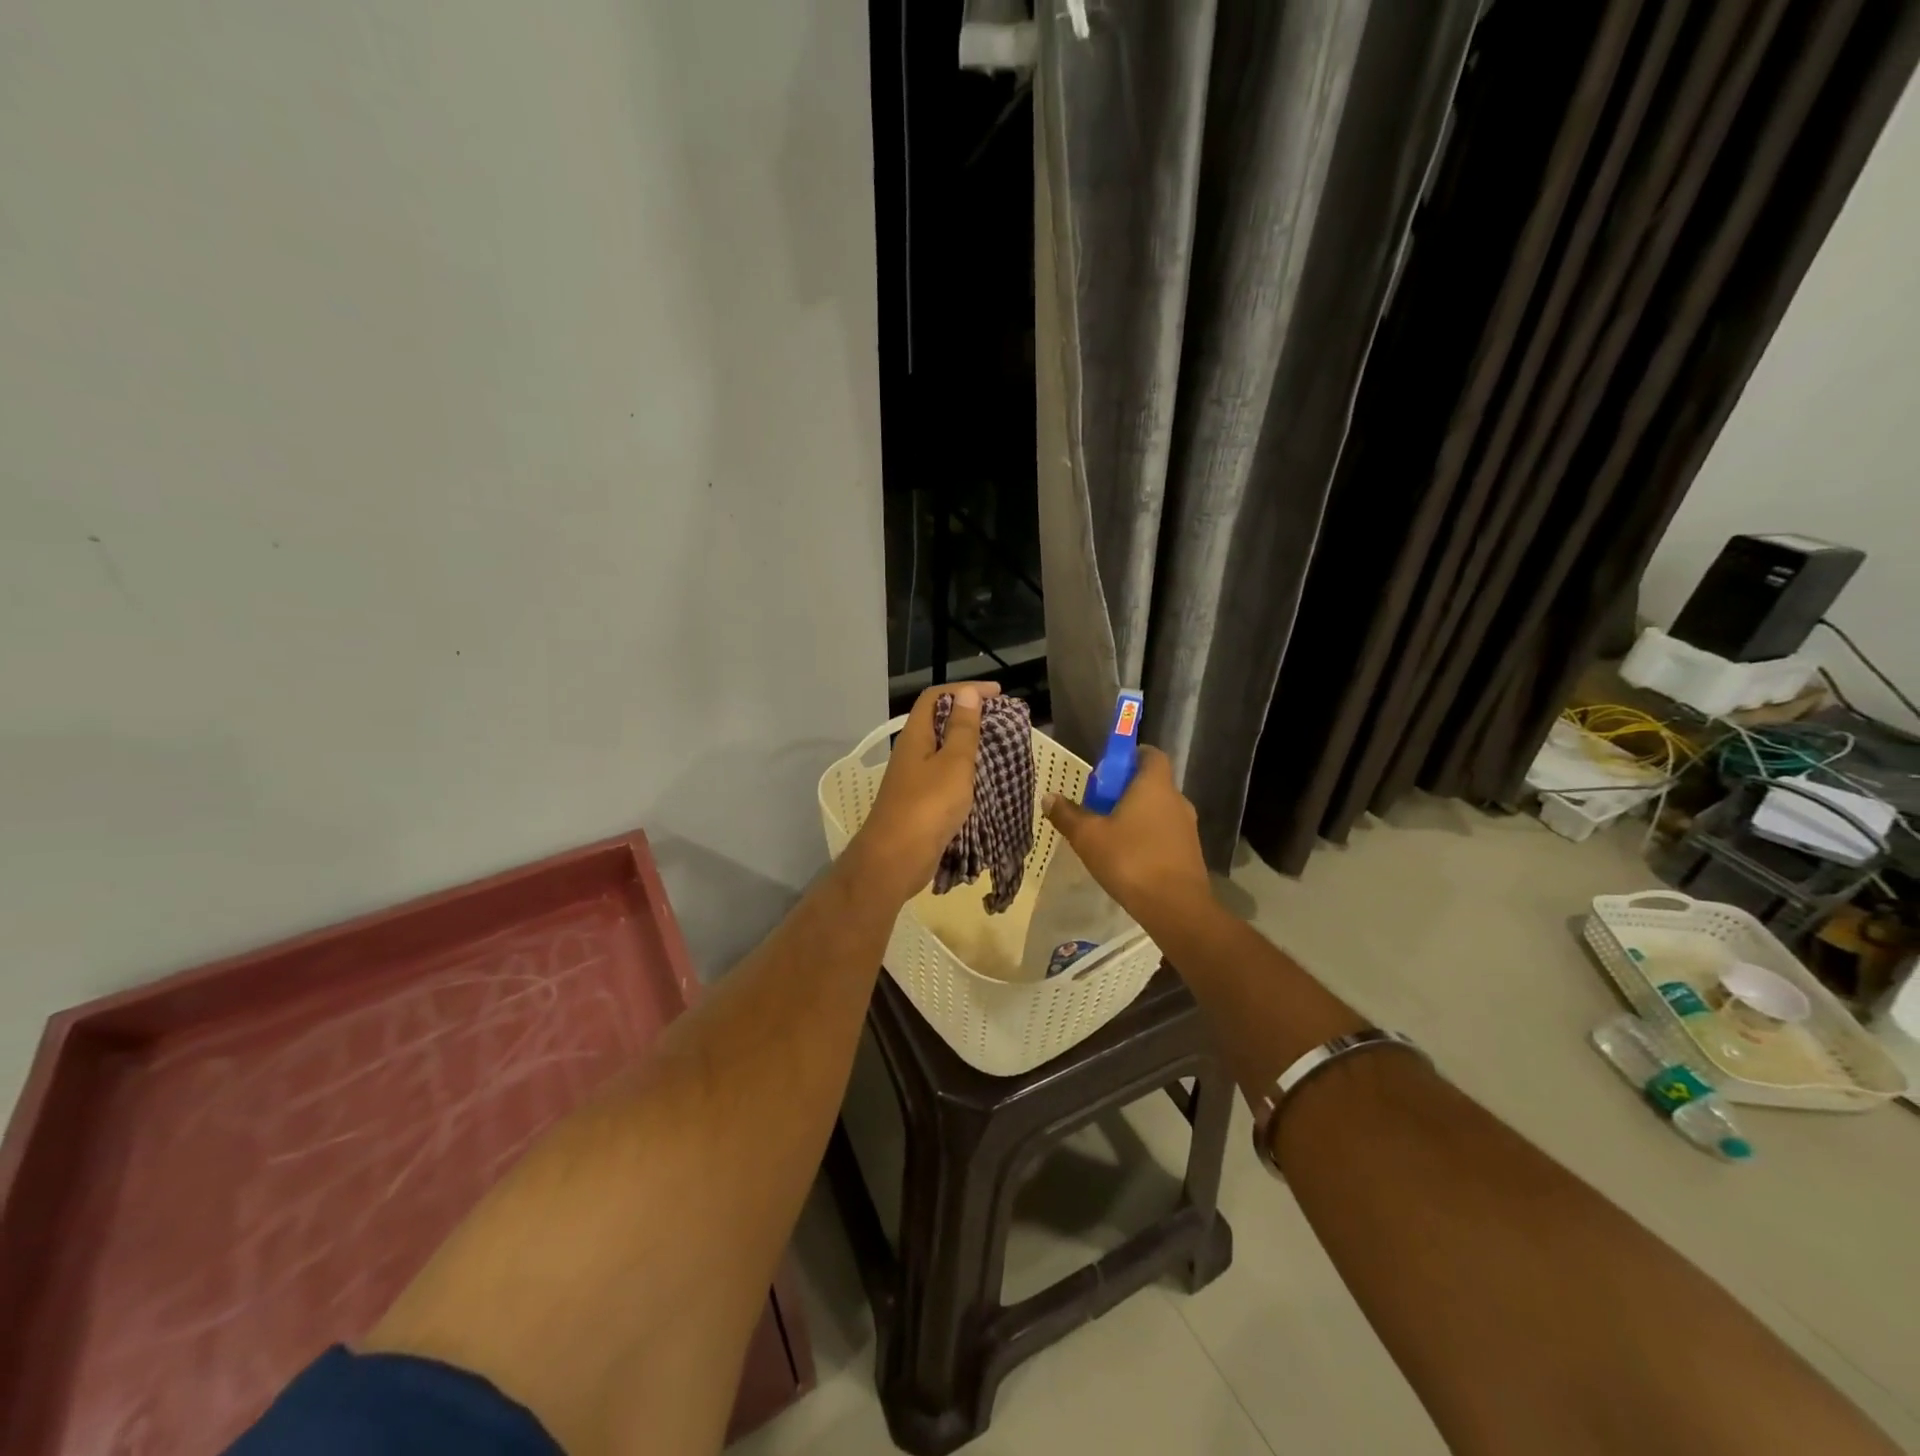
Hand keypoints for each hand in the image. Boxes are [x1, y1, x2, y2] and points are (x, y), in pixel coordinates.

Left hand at [844, 681, 1000, 904]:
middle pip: (938, 723)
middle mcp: (911, 753)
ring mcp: (913, 779)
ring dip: (969, 746)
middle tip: (1002, 722)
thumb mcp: (954, 763)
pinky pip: (945, 777)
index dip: (965, 690)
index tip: (998, 694)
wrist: (896, 859)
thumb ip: (962, 729)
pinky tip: (983, 782)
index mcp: (915, 736)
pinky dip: (964, 773)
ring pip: (942, 752)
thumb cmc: (927, 806)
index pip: (936, 697)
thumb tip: (965, 693)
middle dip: (970, 717)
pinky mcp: (919, 803)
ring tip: (999, 749)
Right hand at [1042, 746, 1213, 930]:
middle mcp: (1176, 799)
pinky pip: (1164, 833)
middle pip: (1151, 782)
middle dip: (1124, 790)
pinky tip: (1127, 858)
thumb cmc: (1130, 860)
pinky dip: (1147, 836)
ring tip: (1108, 835)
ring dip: (1136, 815)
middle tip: (1097, 806)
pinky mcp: (1190, 852)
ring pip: (1158, 809)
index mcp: (1154, 784)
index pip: (1150, 754)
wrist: (1175, 907)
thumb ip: (1067, 814)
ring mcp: (1187, 827)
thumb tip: (1049, 797)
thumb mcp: (1088, 836)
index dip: (1128, 757)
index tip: (1105, 772)